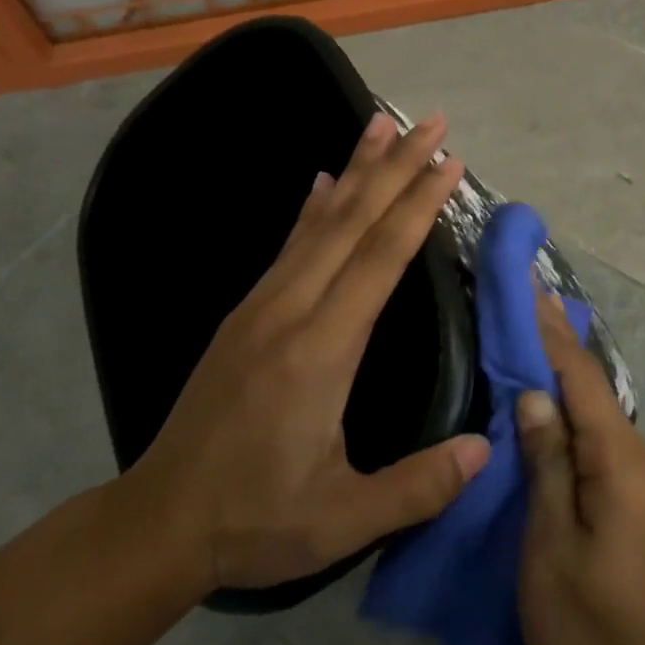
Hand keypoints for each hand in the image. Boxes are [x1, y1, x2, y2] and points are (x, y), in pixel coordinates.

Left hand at [125, 111, 491, 596]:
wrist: (159, 521)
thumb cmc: (257, 519)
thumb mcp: (342, 520)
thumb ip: (416, 488)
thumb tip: (485, 451)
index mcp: (321, 350)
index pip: (380, 258)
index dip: (418, 205)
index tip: (450, 163)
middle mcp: (290, 311)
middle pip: (352, 221)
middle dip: (397, 167)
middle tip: (434, 122)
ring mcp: (262, 306)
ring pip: (318, 222)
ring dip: (355, 169)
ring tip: (382, 124)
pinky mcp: (246, 313)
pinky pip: (289, 244)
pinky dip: (313, 206)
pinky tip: (324, 181)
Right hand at [517, 293, 644, 644]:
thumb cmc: (587, 632)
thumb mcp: (549, 546)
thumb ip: (546, 463)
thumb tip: (536, 394)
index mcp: (625, 466)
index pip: (584, 381)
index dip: (555, 333)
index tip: (533, 287)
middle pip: (596, 394)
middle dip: (559, 349)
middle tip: (524, 306)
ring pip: (600, 420)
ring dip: (566, 385)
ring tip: (527, 347)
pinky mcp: (642, 507)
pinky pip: (604, 447)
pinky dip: (575, 422)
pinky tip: (549, 414)